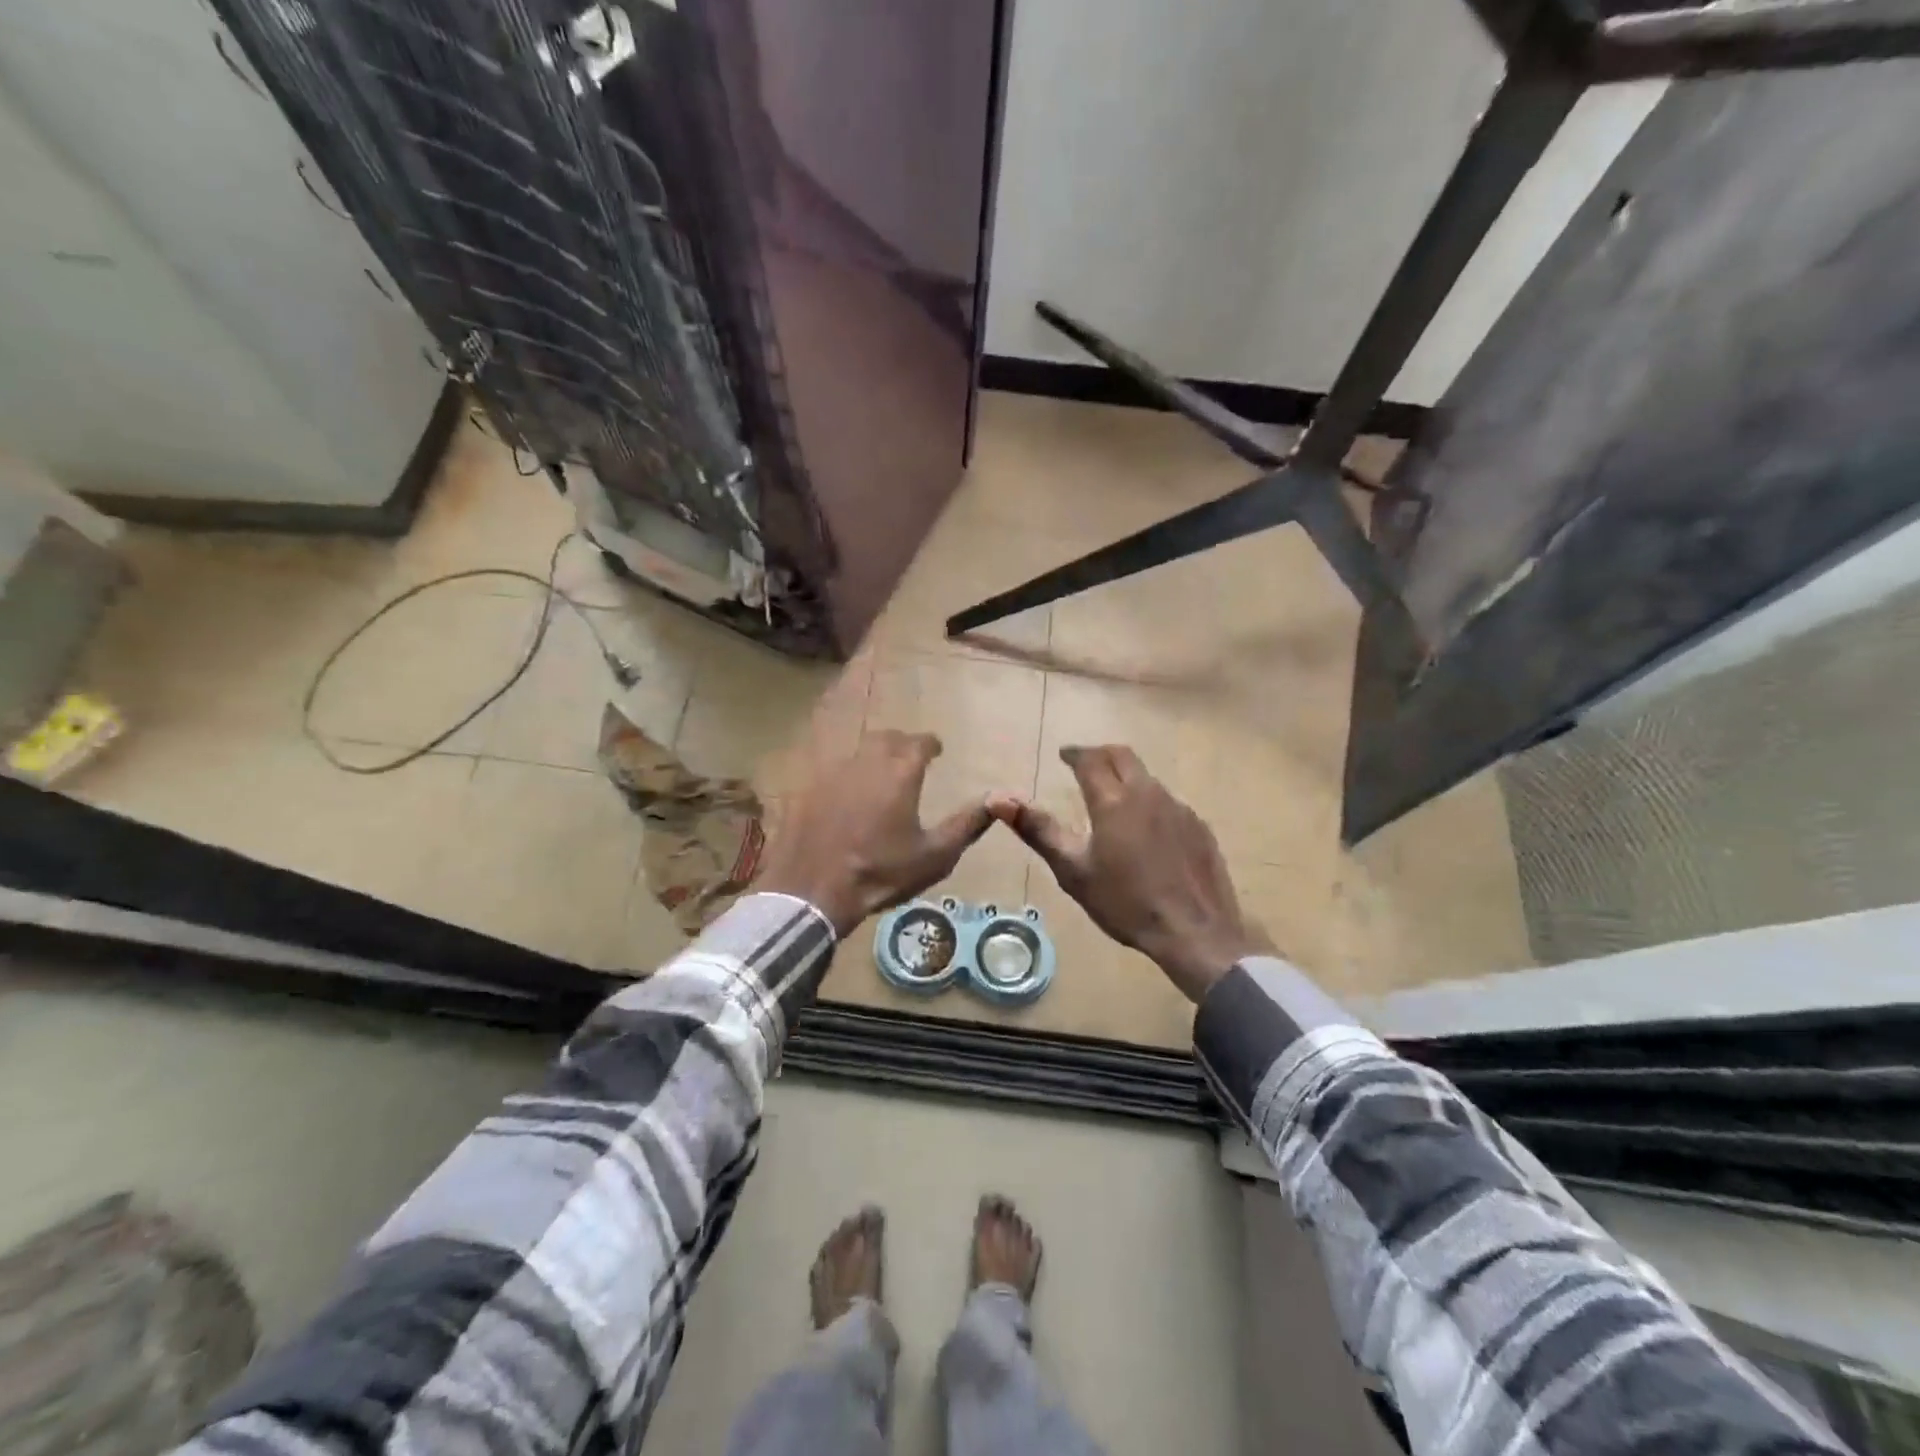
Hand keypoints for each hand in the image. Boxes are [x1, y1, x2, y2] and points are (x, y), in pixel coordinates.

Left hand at [757, 731, 993, 937]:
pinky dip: (846, 777)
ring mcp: (831, 774)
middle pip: (886, 739)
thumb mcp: (935, 855)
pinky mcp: (806, 790)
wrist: (814, 890)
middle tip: (910, 757)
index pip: (919, 742)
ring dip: (872, 757)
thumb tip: (998, 799)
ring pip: (857, 752)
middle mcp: (866, 763)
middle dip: (901, 744)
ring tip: (880, 775)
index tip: (937, 750)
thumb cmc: (881, 872)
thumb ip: (967, 824)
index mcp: (900, 773)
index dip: (930, 744)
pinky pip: (831, 772)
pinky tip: (847, 796)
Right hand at [991, 745, 1268, 1002]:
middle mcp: (1147, 794)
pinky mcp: (1199, 827)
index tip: (1064, 755)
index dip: (1074, 754)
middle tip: (1085, 764)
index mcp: (1113, 801)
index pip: (1090, 760)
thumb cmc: (1125, 903)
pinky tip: (1146, 829)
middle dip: (1101, 754)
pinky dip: (1149, 803)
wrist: (1194, 931)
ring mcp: (1178, 809)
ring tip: (1113, 797)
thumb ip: (1039, 831)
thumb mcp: (1073, 871)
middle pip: (1123, 757)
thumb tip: (999, 800)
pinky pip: (1169, 803)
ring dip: (1126, 778)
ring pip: (1147, 779)